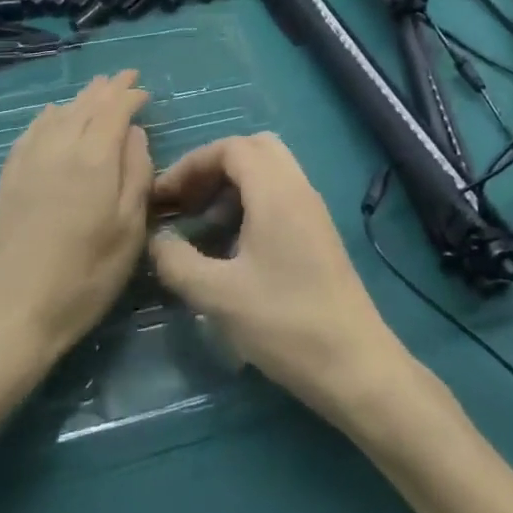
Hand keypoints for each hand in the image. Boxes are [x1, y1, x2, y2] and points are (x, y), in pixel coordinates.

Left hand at [0, 72, 152, 368]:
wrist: (9, 313)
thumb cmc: (84, 277)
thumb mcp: (129, 231)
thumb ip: (137, 175)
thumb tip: (134, 134)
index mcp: (94, 159)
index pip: (114, 109)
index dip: (130, 94)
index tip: (144, 89)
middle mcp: (60, 148)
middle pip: (85, 105)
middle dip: (107, 88)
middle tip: (124, 77)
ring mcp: (29, 161)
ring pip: (58, 113)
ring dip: (80, 98)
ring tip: (95, 90)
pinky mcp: (8, 178)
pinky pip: (32, 131)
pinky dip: (49, 115)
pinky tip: (52, 115)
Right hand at [148, 134, 412, 421]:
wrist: (355, 364)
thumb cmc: (285, 323)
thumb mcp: (219, 296)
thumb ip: (178, 262)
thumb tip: (157, 240)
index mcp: (276, 191)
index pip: (230, 148)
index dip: (191, 164)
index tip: (164, 197)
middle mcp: (298, 188)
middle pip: (253, 149)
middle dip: (213, 167)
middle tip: (187, 202)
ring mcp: (313, 210)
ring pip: (269, 171)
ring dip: (232, 186)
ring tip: (203, 226)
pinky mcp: (319, 233)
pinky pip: (281, 195)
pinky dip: (252, 203)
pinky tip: (233, 247)